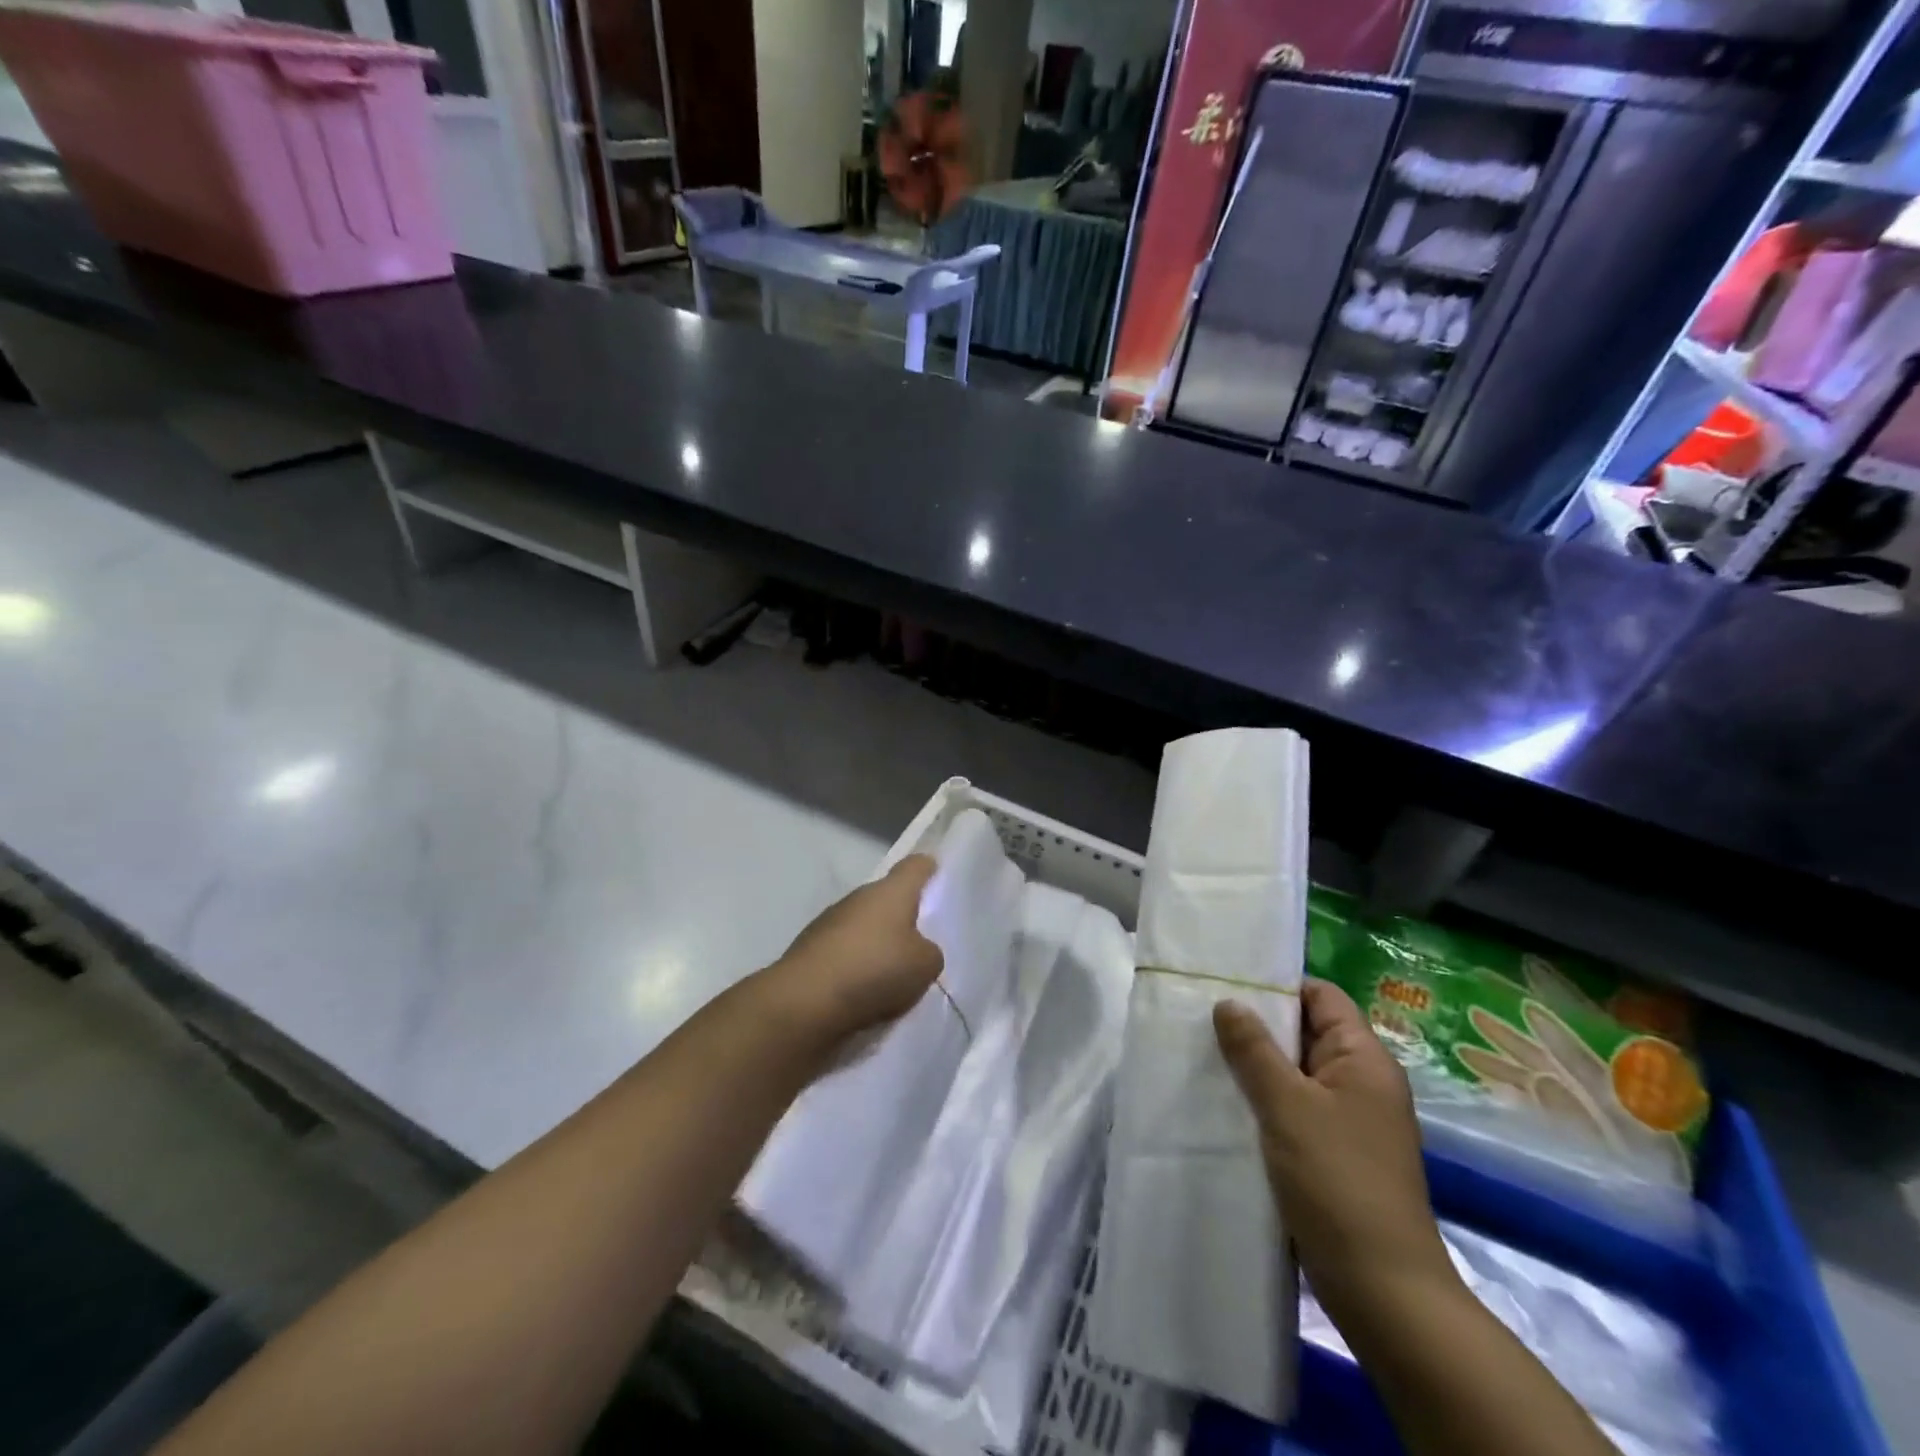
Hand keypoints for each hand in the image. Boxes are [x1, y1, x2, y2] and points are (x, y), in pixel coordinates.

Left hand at [770, 855, 944, 1041]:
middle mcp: (859, 897)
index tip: (938, 879)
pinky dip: (855, 966)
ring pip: (864, 926)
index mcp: (891, 891)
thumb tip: (917, 950)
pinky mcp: (810, 949)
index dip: (929, 870)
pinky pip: (844, 952)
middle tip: (921, 944)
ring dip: (877, 944)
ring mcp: (830, 921)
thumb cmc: (874, 970)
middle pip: (888, 899)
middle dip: (903, 917)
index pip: (915, 866)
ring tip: (892, 977)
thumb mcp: (925, 966)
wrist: (804, 1002)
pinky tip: (863, 993)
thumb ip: (929, 952)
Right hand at [1214, 979, 1455, 1326]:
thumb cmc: (1338, 1181)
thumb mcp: (1287, 1106)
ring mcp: (1349, 1120)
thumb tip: (1229, 1002)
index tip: (1226, 984)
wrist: (1383, 1290)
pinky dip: (1264, 1101)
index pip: (1321, 996)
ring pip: (1295, 1073)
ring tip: (1204, 1055)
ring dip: (1256, 1066)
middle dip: (1258, 1025)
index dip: (1278, 985)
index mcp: (1364, 1059)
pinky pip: (1295, 1108)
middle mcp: (1361, 1082)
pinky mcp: (1334, 1153)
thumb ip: (1254, 1050)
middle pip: (1306, 1032)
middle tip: (1202, 1017)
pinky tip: (1225, 1103)